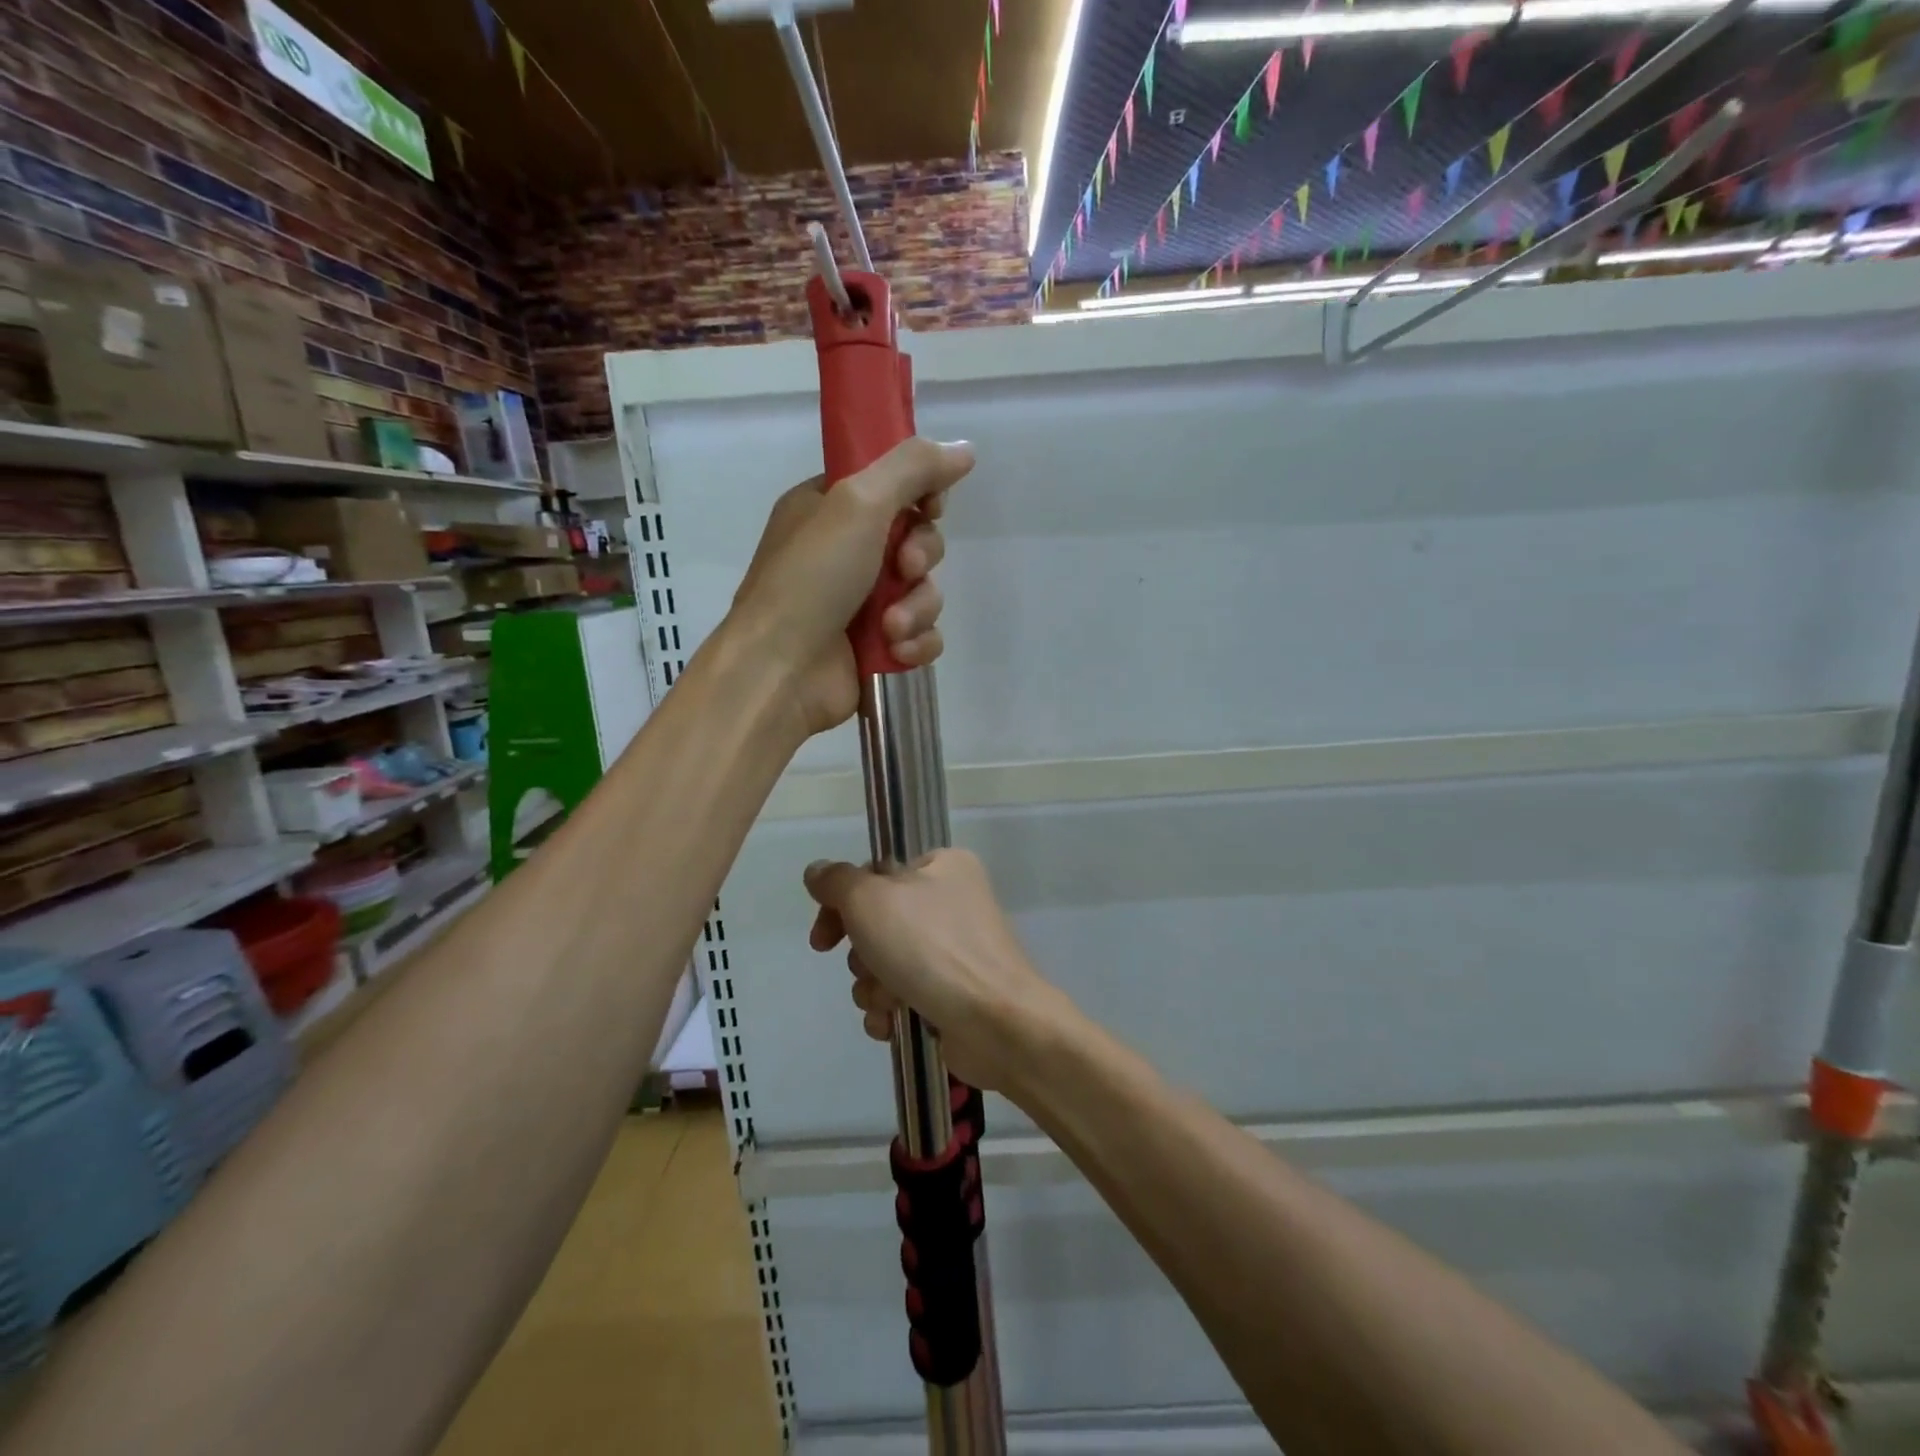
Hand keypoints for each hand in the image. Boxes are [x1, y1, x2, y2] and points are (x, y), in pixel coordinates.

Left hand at [730, 438, 972, 736]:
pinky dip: (916, 643)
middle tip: (903, 569)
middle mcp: (845, 551)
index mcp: (828, 508)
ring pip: (924, 591)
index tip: (930, 507)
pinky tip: (896, 652)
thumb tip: (965, 449)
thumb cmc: (811, 579)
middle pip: (917, 538)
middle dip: (921, 556)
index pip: (892, 485)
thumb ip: (913, 468)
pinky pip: (922, 634)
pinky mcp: (877, 647)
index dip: (921, 494)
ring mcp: (861, 603)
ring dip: (916, 608)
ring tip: (889, 628)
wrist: (781, 671)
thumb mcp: (858, 502)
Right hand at [803, 849, 1069, 1093]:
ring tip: (891, 1000)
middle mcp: (951, 902)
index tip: (822, 940)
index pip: (874, 875)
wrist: (996, 1022)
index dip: (840, 906)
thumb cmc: (932, 947)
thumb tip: (817, 871)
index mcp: (942, 866)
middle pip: (876, 924)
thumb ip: (837, 882)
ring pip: (884, 964)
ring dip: (874, 987)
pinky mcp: (953, 993)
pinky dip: (891, 1010)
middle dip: (862, 956)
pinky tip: (896, 1022)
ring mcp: (954, 951)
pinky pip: (903, 996)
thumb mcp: (871, 900)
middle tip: (871, 968)